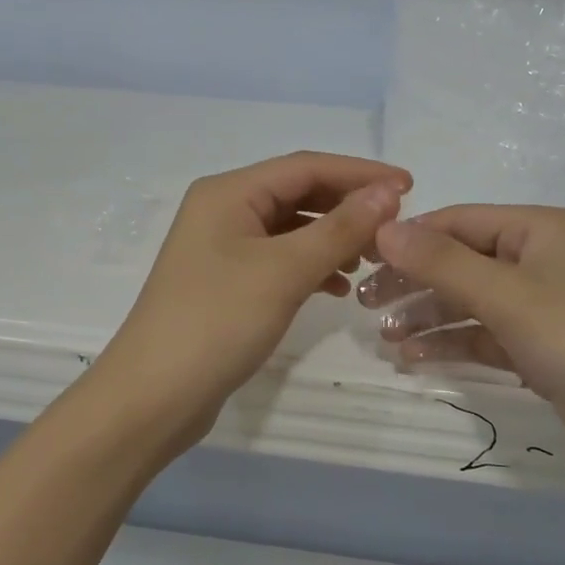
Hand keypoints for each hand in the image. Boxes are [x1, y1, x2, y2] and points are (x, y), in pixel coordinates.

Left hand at [95, 152, 410, 460]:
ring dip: (333, 238)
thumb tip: (389, 192)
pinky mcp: (227, 281)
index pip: (307, 166)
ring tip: (372, 260)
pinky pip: (280, 259)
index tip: (411, 186)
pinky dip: (312, 266)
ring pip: (292, 228)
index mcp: (229, 192)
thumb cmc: (217, 322)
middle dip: (349, 207)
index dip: (361, 173)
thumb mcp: (284, 271)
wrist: (153, 398)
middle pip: (299, 193)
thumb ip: (340, 228)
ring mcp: (223, 247)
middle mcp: (223, 210)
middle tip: (396, 228)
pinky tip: (337, 287)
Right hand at [361, 206, 564, 487]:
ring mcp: (538, 307)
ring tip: (382, 336)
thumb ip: (442, 262)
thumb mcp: (508, 297)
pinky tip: (412, 360)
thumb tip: (383, 227)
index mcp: (536, 230)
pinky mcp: (539, 349)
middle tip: (362, 304)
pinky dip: (449, 345)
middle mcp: (536, 260)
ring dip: (425, 316)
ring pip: (466, 302)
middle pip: (458, 261)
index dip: (407, 238)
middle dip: (411, 281)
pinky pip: (482, 336)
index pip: (455, 221)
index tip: (357, 260)